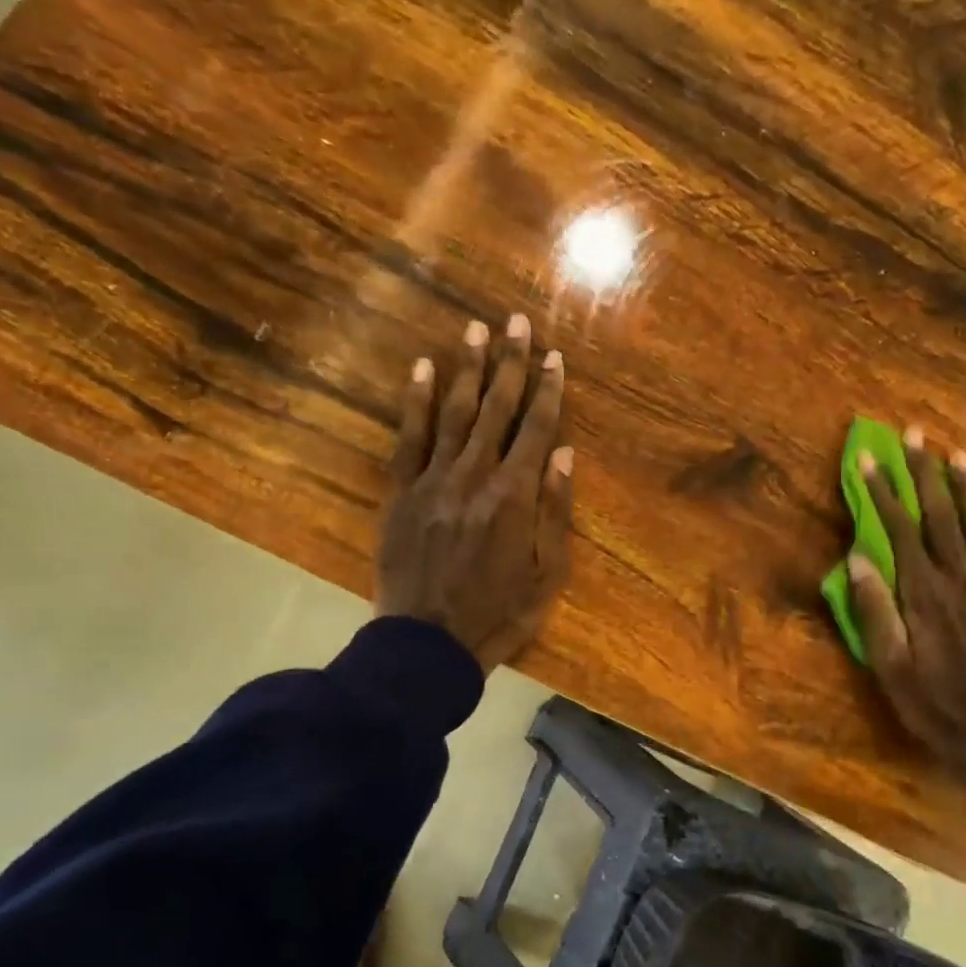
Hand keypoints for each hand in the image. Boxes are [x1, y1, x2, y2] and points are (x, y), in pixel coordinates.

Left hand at [377, 313, 572, 671]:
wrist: (428, 644)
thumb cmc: (498, 615)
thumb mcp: (547, 574)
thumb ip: (556, 511)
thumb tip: (563, 453)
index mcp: (515, 496)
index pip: (536, 429)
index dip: (548, 390)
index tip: (555, 356)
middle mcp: (475, 475)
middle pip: (497, 408)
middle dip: (511, 363)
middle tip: (518, 321)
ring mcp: (434, 480)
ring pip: (454, 412)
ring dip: (468, 369)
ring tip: (477, 330)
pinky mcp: (401, 493)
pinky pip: (409, 437)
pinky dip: (416, 401)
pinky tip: (423, 369)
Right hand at [848, 426, 965, 791]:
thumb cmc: (931, 702)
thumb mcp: (888, 665)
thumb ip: (875, 609)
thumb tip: (858, 559)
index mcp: (924, 594)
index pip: (901, 531)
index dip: (883, 494)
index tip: (868, 461)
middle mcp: (960, 581)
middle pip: (942, 516)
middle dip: (925, 473)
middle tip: (916, 435)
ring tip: (957, 455)